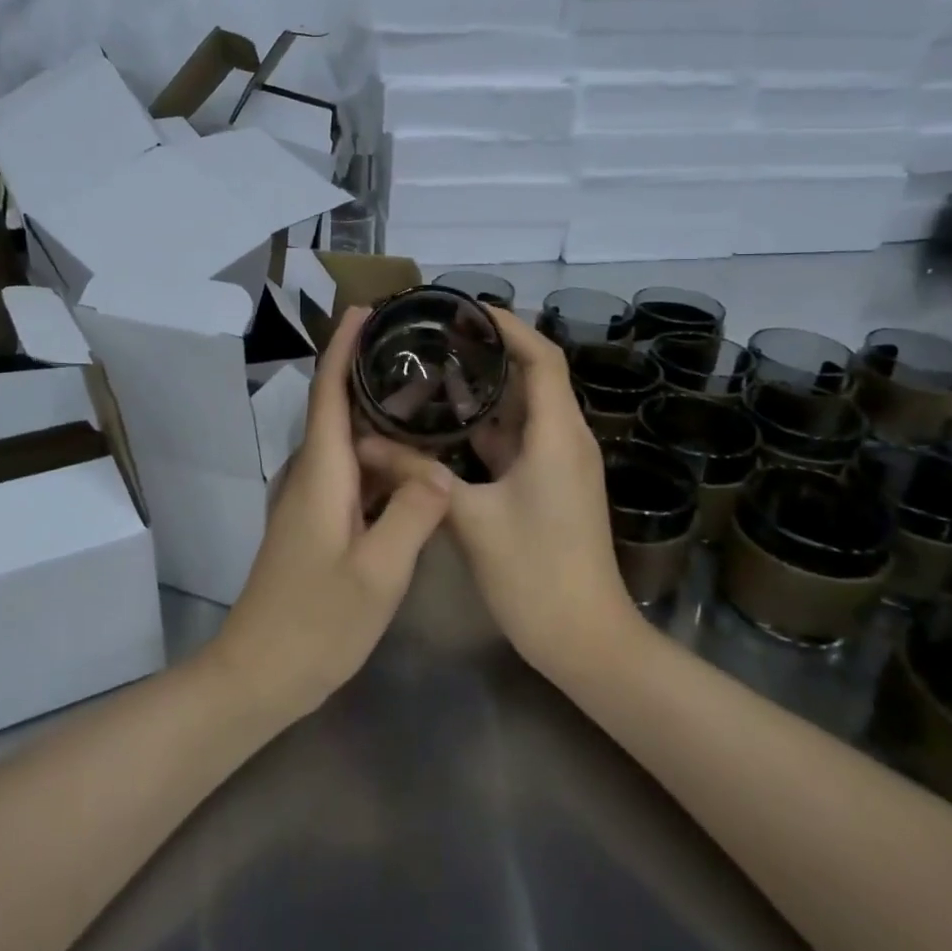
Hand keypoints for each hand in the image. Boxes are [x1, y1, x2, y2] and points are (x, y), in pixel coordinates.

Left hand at [206, 308, 452, 720]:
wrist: (258, 674)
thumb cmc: (317, 622)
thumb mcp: (379, 573)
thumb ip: (414, 515)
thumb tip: (440, 471)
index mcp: (321, 474)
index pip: (329, 393)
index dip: (343, 347)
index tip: (365, 310)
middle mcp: (310, 476)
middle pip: (338, 410)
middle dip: (370, 374)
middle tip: (421, 353)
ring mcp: (310, 501)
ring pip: (348, 444)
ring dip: (380, 419)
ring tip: (429, 400)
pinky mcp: (315, 524)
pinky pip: (351, 474)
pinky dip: (380, 458)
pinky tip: (413, 466)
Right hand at [362, 308, 632, 682]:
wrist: (585, 641)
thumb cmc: (536, 573)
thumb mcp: (470, 519)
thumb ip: (418, 474)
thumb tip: (366, 442)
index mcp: (557, 434)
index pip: (541, 357)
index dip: (508, 326)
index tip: (464, 310)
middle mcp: (564, 439)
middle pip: (532, 377)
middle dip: (489, 353)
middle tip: (436, 338)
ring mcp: (559, 465)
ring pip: (522, 411)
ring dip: (485, 391)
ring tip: (433, 371)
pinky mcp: (548, 487)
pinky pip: (517, 441)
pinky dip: (485, 428)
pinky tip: (445, 427)